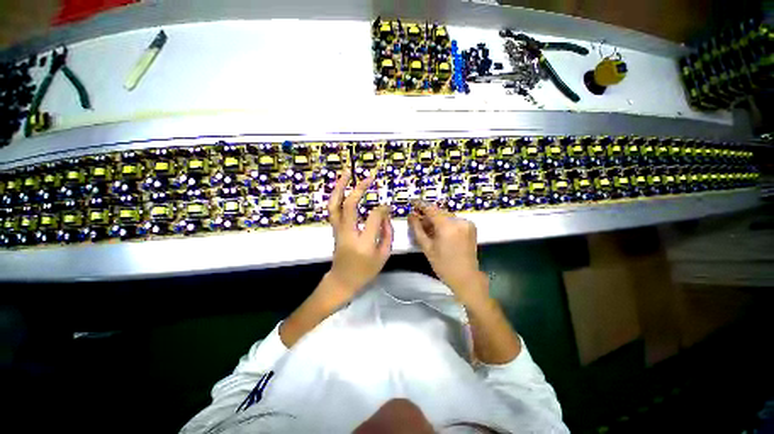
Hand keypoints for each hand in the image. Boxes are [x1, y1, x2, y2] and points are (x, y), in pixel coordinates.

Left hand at [325, 170, 392, 302]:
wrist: (342, 280)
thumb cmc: (365, 271)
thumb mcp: (383, 255)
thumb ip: (387, 233)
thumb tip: (385, 214)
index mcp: (364, 243)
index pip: (374, 217)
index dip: (382, 208)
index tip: (388, 206)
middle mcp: (348, 234)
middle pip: (350, 205)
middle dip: (359, 188)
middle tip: (369, 177)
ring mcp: (338, 230)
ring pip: (334, 205)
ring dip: (340, 187)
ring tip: (347, 173)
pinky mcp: (334, 229)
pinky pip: (333, 209)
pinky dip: (336, 196)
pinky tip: (341, 187)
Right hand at [408, 202, 488, 304]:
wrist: (466, 277)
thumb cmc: (443, 265)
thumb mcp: (427, 247)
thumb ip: (417, 229)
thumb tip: (411, 216)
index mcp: (447, 226)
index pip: (431, 209)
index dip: (420, 204)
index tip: (412, 202)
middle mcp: (458, 221)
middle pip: (439, 212)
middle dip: (427, 214)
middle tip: (417, 220)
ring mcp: (466, 223)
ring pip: (446, 216)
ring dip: (436, 219)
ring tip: (428, 229)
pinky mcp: (471, 226)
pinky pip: (454, 220)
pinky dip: (445, 223)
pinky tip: (440, 232)